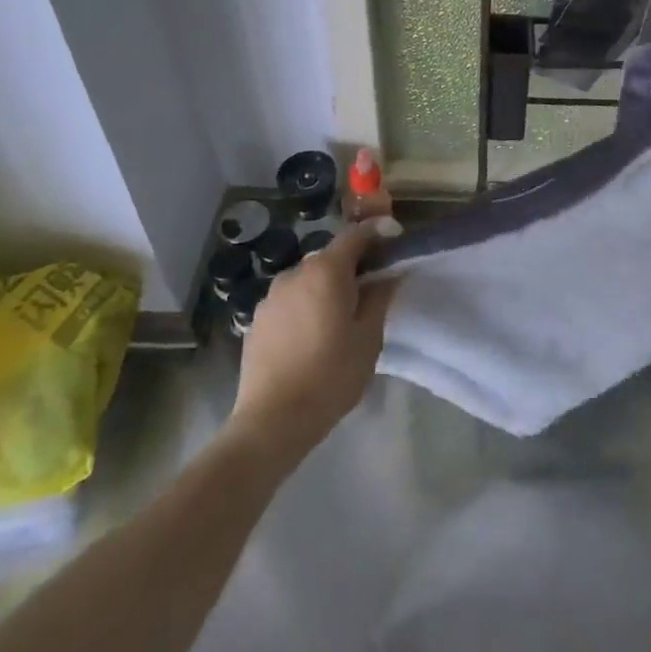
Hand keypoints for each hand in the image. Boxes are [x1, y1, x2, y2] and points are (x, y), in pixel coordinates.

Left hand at [227, 220, 398, 465]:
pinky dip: (305, 304)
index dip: (377, 230)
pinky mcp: (256, 319)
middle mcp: (295, 273)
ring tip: (340, 314)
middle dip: (352, 264)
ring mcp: (271, 296)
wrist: (272, 421)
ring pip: (307, 279)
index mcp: (326, 271)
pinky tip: (312, 333)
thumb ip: (380, 297)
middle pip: (330, 256)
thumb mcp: (368, 338)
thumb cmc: (330, 375)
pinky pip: (290, 300)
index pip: (355, 234)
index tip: (394, 235)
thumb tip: (389, 273)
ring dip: (326, 286)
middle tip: (372, 285)